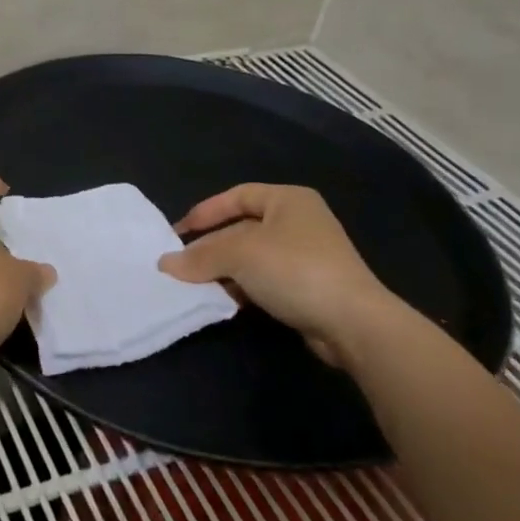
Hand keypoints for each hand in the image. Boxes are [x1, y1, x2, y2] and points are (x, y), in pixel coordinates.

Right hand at [158, 184, 396, 366]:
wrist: (354, 324)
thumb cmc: (294, 269)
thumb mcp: (239, 254)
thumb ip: (200, 256)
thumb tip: (165, 264)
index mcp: (288, 199)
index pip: (236, 196)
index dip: (205, 212)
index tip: (178, 233)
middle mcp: (299, 221)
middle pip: (241, 228)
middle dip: (211, 247)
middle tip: (182, 264)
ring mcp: (307, 255)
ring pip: (251, 257)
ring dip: (224, 270)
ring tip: (196, 285)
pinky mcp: (309, 287)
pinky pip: (265, 279)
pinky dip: (243, 286)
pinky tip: (225, 300)